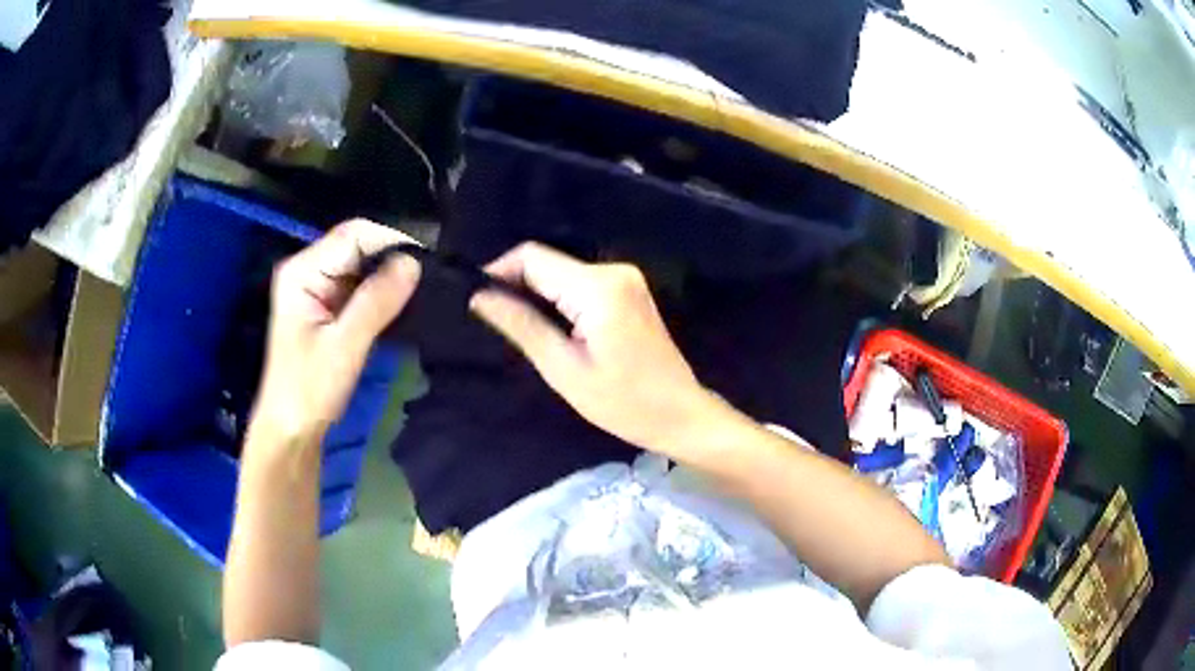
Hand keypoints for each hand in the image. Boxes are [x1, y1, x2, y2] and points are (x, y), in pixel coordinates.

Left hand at [251, 220, 420, 443]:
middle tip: (429, 280)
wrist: (292, 429)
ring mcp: (319, 287)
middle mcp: (309, 270)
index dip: (391, 241)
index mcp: (302, 271)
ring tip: (422, 291)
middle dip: (393, 259)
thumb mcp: (344, 346)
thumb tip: (414, 263)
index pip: (353, 235)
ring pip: (364, 265)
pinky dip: (383, 292)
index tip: (427, 263)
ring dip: (391, 276)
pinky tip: (403, 303)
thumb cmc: (309, 390)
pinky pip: (362, 286)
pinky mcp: (329, 305)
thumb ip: (376, 302)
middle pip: (359, 245)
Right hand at [469, 242, 722, 454]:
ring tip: (516, 326)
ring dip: (536, 293)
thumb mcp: (563, 368)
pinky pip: (580, 283)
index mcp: (598, 287)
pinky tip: (549, 325)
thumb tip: (479, 296)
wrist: (679, 414)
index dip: (498, 271)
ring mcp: (625, 278)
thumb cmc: (623, 402)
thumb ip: (521, 325)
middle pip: (548, 262)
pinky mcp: (629, 290)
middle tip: (493, 319)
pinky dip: (558, 298)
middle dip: (516, 284)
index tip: (475, 298)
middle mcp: (613, 270)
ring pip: (562, 271)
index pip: (532, 258)